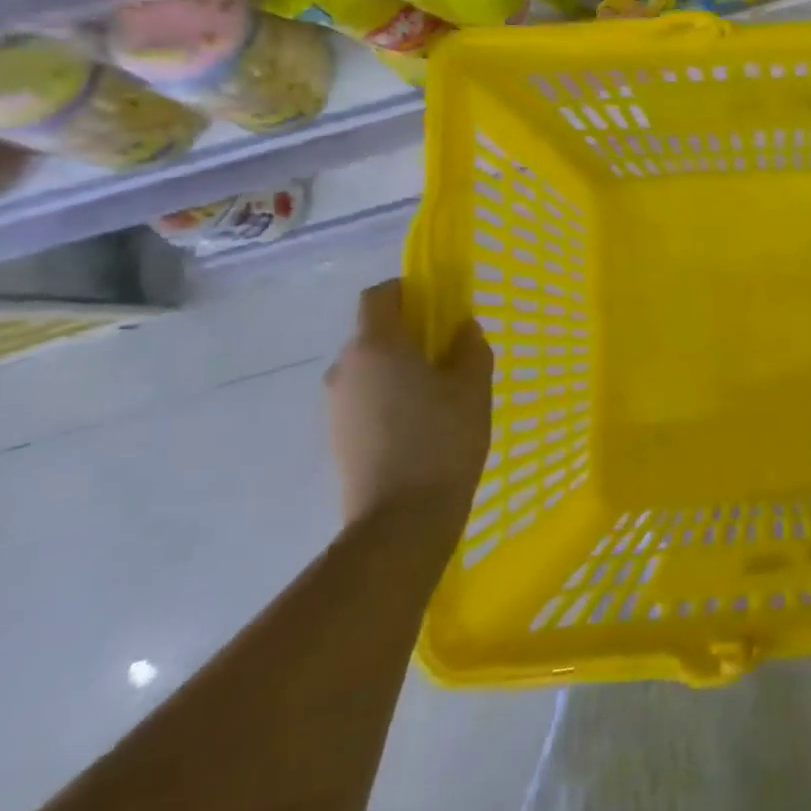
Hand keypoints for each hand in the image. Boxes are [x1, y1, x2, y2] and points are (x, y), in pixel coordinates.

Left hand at [325, 279, 494, 529]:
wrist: (401, 520)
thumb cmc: (443, 440)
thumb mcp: (474, 387)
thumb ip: (470, 348)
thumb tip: (462, 329)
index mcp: (376, 345)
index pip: (380, 295)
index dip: (409, 291)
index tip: (440, 304)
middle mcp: (346, 367)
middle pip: (373, 331)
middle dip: (409, 332)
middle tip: (450, 352)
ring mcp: (336, 404)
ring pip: (369, 367)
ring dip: (399, 367)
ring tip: (438, 393)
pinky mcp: (337, 435)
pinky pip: (365, 397)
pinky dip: (389, 396)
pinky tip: (419, 423)